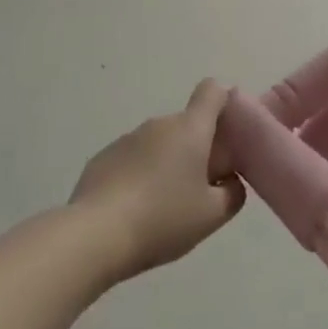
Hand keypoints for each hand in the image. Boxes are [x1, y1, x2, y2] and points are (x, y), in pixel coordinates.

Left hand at [70, 80, 245, 282]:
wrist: (94, 237)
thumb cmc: (163, 219)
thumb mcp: (212, 216)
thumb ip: (233, 193)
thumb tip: (231, 181)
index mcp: (190, 129)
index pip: (212, 91)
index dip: (224, 102)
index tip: (228, 132)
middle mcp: (159, 125)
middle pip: (186, 125)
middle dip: (195, 149)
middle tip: (198, 188)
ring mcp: (127, 139)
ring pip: (158, 144)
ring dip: (165, 164)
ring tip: (162, 206)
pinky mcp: (102, 158)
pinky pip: (131, 160)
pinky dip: (138, 176)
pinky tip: (132, 211)